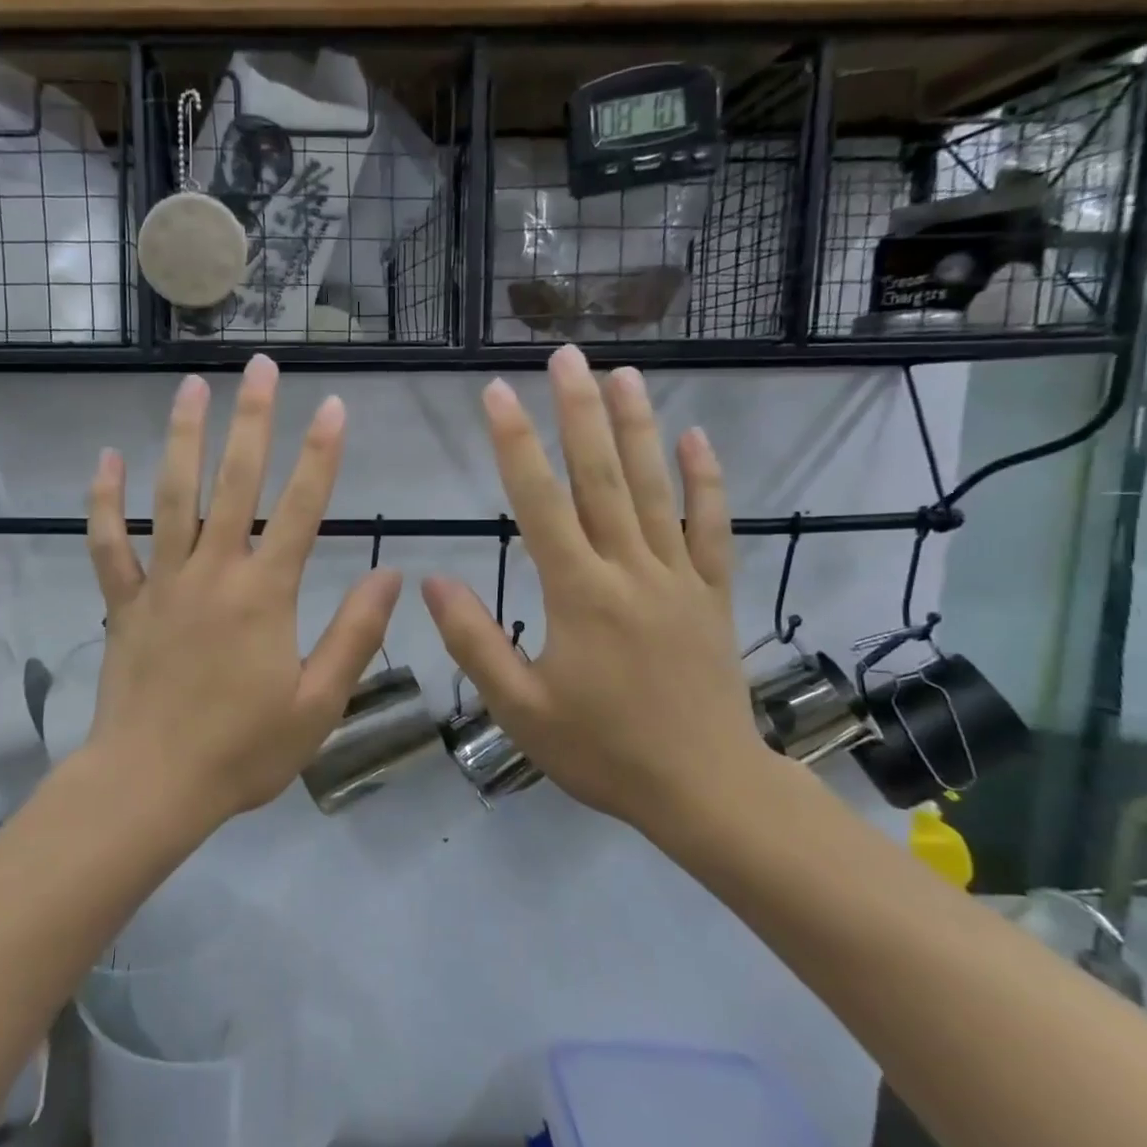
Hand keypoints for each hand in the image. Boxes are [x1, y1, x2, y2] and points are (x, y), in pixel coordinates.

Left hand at [82, 355, 401, 825]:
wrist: (152, 785)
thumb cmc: (243, 751)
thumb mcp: (319, 703)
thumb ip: (355, 635)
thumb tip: (392, 575)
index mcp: (265, 595)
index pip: (302, 509)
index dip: (320, 456)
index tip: (333, 407)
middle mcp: (213, 573)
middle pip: (235, 483)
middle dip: (252, 420)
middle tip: (259, 366)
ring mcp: (162, 584)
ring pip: (171, 497)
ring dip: (183, 438)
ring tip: (191, 388)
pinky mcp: (124, 604)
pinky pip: (109, 544)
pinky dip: (104, 502)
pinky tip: (106, 460)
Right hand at [421, 345, 774, 829]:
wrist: (704, 790)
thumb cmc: (602, 751)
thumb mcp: (520, 708)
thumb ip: (474, 641)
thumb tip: (433, 580)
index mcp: (579, 594)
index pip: (540, 503)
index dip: (516, 445)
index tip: (496, 394)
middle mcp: (630, 570)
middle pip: (601, 477)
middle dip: (578, 412)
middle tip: (564, 355)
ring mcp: (679, 578)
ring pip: (655, 488)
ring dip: (637, 427)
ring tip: (621, 374)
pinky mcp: (713, 594)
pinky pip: (713, 527)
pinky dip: (705, 480)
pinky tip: (696, 439)